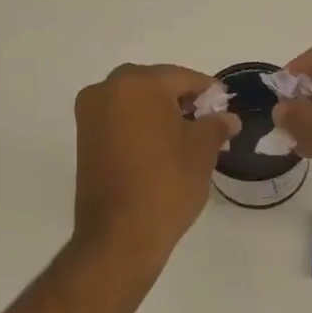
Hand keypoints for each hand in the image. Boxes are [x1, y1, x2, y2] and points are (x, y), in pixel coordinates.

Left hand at [72, 64, 238, 270]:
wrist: (121, 235)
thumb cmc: (167, 184)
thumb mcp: (202, 151)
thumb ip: (216, 125)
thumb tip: (227, 118)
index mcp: (138, 84)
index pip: (182, 77)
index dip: (208, 91)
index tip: (225, 105)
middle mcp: (107, 90)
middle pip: (155, 84)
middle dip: (181, 98)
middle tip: (206, 120)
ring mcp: (90, 114)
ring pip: (135, 100)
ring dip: (159, 111)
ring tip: (186, 136)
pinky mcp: (84, 138)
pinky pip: (119, 118)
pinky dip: (140, 125)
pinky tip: (161, 145)